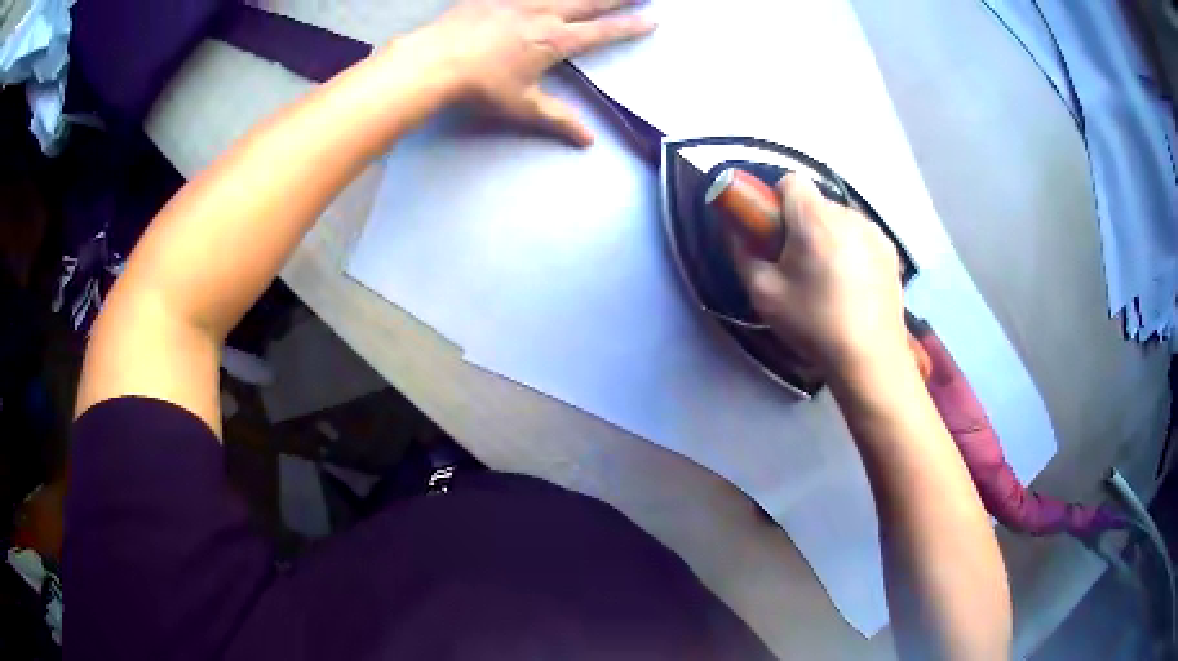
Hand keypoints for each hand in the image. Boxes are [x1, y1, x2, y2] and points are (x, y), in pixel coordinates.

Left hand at [419, 0, 654, 144]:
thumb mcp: (522, 106)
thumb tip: (589, 140)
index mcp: (556, 41)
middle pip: (591, 0)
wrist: (435, 61)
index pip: (602, 32)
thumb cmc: (479, 86)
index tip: (652, 20)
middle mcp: (545, 13)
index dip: (629, 27)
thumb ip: (558, 119)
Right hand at [730, 175, 908, 377]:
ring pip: (840, 219)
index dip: (776, 202)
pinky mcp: (891, 251)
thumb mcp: (764, 294)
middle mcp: (848, 215)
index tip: (775, 234)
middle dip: (802, 223)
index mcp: (815, 219)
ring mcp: (875, 232)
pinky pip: (861, 236)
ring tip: (829, 279)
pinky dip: (852, 249)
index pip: (791, 181)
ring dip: (829, 236)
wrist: (870, 358)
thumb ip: (743, 253)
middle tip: (798, 264)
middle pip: (816, 202)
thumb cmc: (814, 324)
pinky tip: (853, 285)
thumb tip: (737, 230)